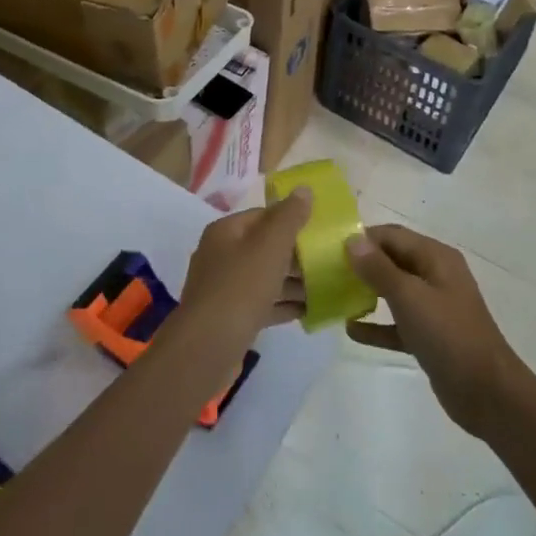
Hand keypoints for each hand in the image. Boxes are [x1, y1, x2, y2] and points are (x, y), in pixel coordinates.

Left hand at [177, 188, 311, 351]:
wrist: (208, 347)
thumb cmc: (241, 287)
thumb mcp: (270, 246)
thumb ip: (289, 217)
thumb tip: (304, 188)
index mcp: (225, 231)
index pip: (262, 215)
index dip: (291, 220)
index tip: (319, 230)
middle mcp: (220, 255)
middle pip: (264, 247)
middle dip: (295, 254)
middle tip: (328, 260)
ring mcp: (223, 288)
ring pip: (264, 277)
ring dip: (293, 282)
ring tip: (326, 287)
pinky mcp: (230, 318)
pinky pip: (262, 304)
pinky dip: (283, 305)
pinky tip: (309, 311)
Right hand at [345, 224, 525, 437]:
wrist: (488, 394)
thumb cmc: (449, 335)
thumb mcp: (410, 297)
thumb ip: (379, 268)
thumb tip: (351, 239)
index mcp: (436, 258)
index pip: (393, 236)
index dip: (363, 238)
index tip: (330, 248)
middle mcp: (435, 276)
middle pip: (392, 260)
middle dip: (362, 265)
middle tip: (327, 272)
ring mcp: (434, 307)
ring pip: (394, 291)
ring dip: (367, 293)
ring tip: (334, 296)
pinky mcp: (430, 336)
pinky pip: (397, 324)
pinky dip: (377, 325)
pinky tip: (351, 330)